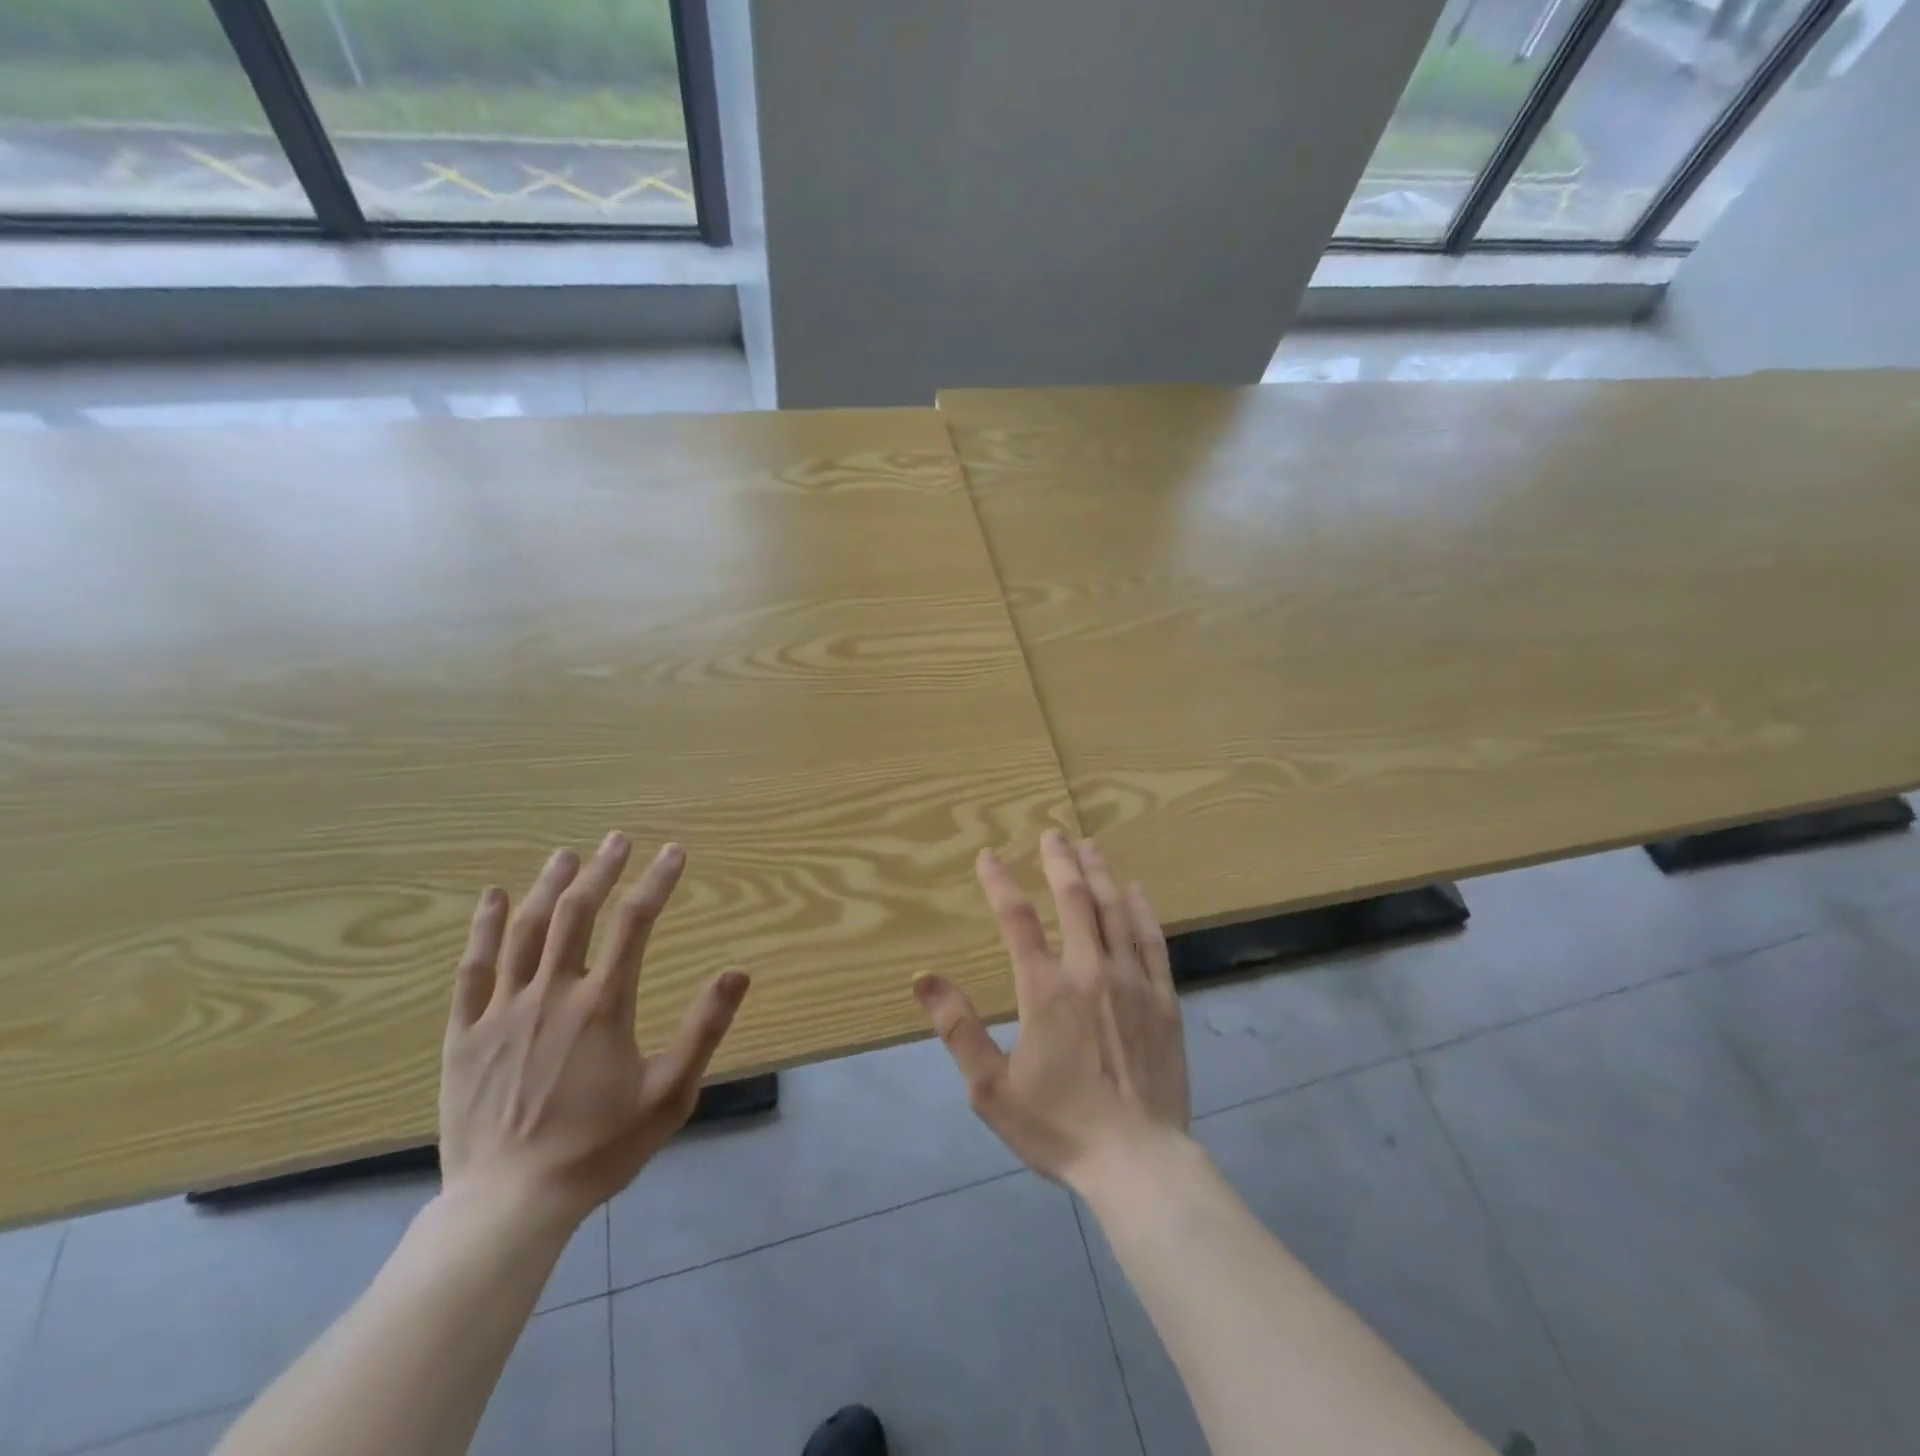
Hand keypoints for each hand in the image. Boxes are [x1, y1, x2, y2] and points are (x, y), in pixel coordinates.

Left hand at [439, 833, 750, 1231]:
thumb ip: (704, 1029)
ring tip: (566, 854)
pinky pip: (472, 969)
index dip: (657, 882)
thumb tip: (738, 972)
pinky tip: (491, 899)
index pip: (635, 923)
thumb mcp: (670, 1094)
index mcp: (602, 1004)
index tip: (674, 852)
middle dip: (601, 869)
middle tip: (618, 839)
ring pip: (525, 930)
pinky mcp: (465, 1034)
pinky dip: (483, 928)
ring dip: (547, 885)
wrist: (509, 1204)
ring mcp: (502, 1011)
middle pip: (577, 912)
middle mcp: (552, 993)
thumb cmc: (599, 1148)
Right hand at [914, 830, 1190, 1192]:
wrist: (1137, 1161)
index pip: (1017, 919)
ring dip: (1099, 874)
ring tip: (1090, 846)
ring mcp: (1131, 982)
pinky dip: (1141, 911)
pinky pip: (1151, 941)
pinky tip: (1135, 891)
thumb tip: (922, 977)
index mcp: (1045, 990)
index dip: (1000, 883)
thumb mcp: (990, 1088)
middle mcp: (1089, 971)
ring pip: (1114, 911)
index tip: (988, 856)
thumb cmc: (1058, 1126)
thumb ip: (957, 1028)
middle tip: (1052, 834)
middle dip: (1060, 862)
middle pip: (1074, 900)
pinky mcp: (1163, 999)